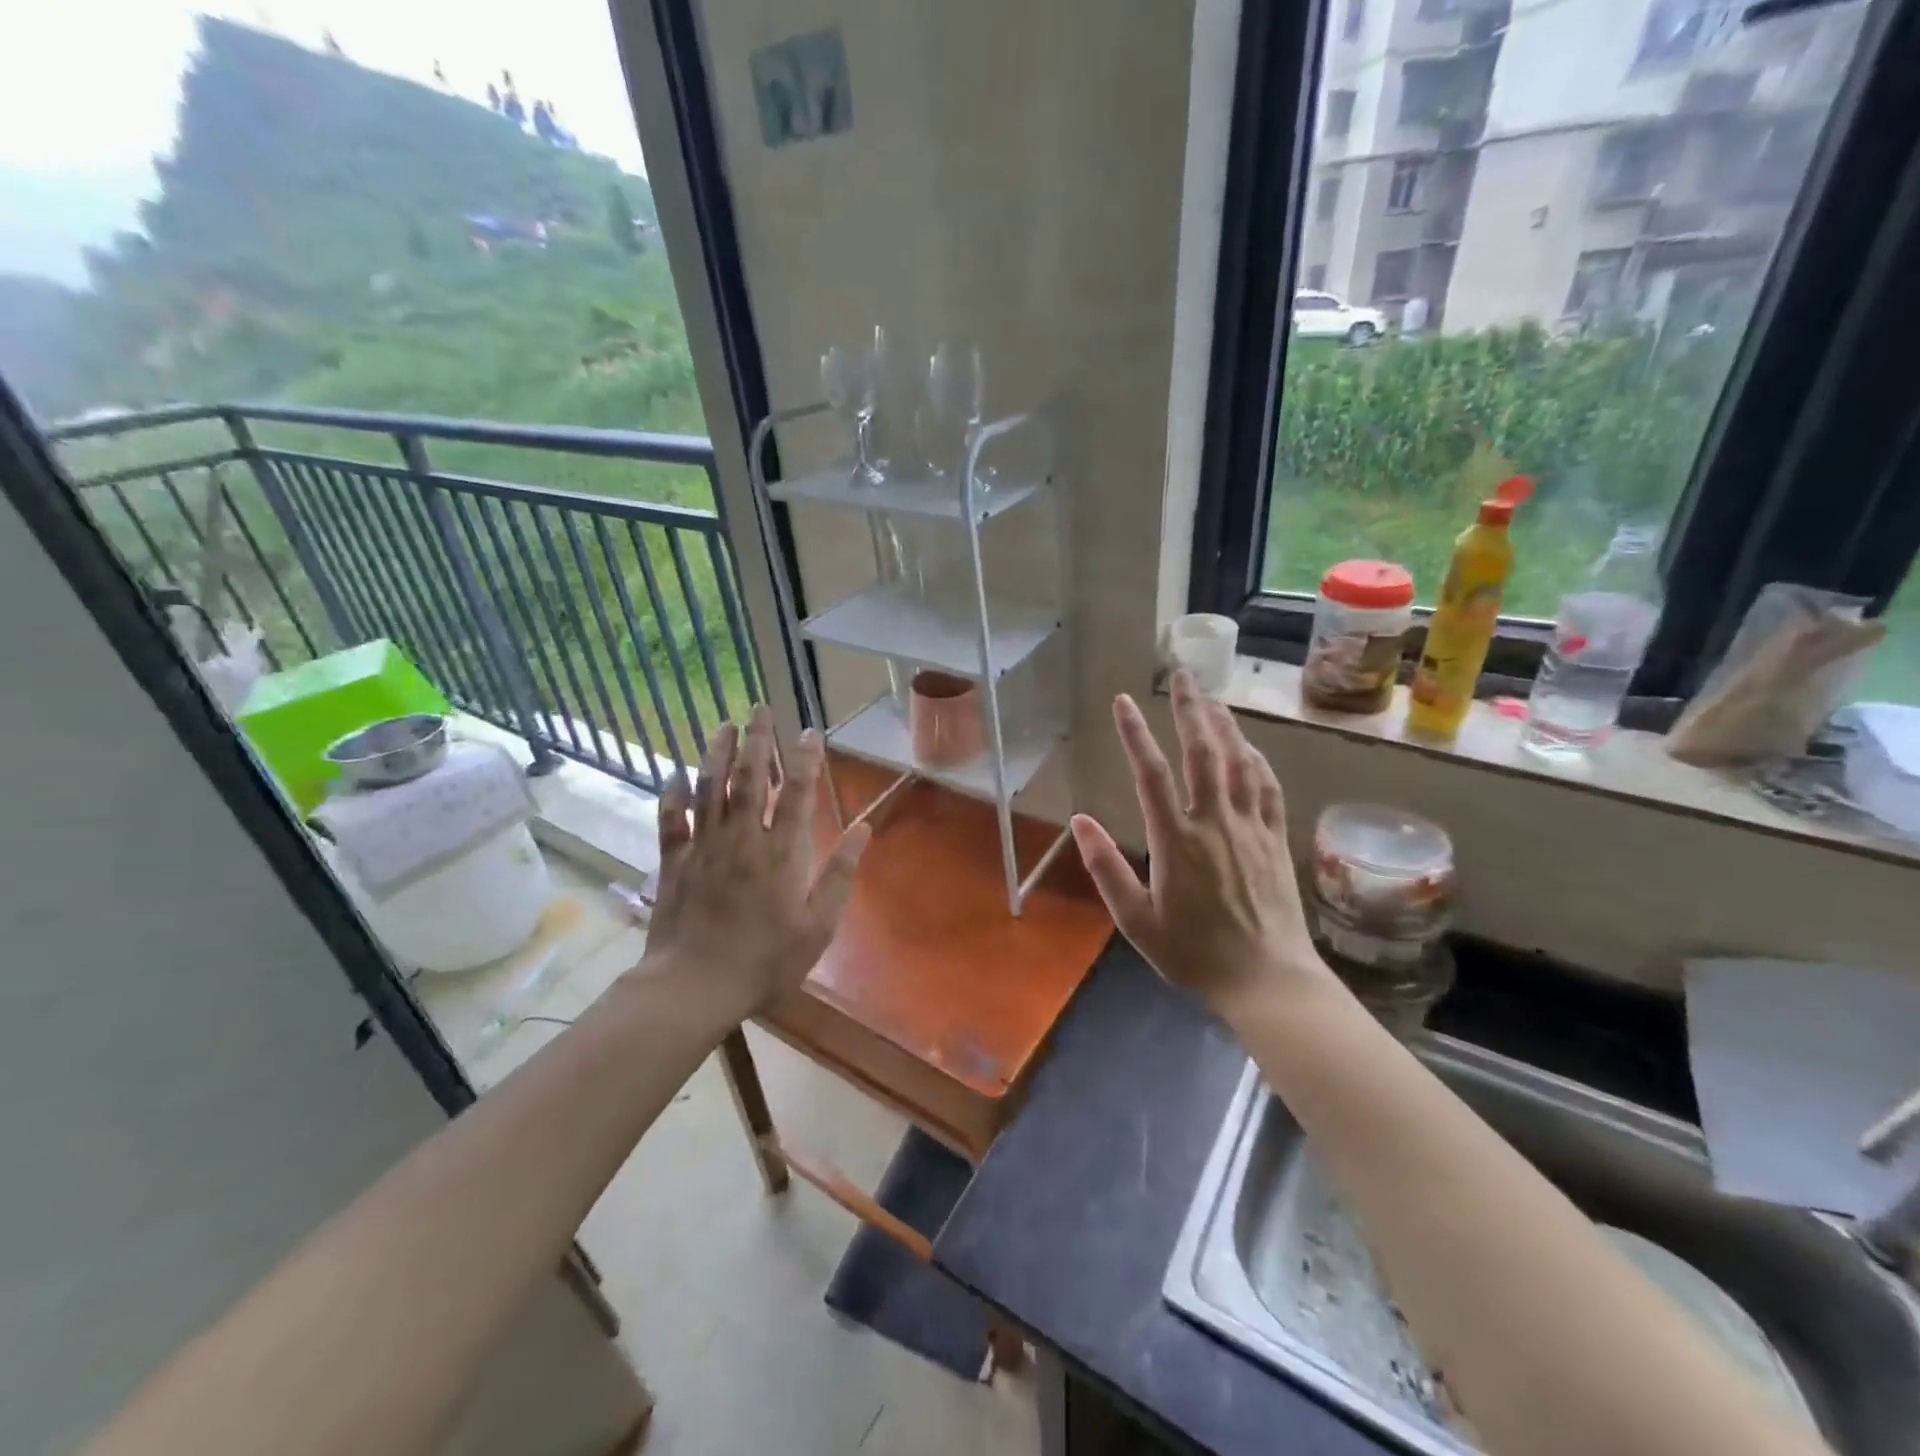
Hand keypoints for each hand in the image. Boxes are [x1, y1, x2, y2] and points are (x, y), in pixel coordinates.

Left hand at [641, 706, 870, 1017]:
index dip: (805, 759)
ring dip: (718, 754)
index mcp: (781, 853)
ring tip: (725, 725)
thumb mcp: (818, 926)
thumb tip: (863, 829)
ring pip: (710, 789)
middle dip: (759, 741)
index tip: (809, 731)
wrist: (695, 986)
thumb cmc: (765, 961)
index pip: (798, 794)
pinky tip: (673, 775)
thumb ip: (840, 875)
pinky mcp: (674, 863)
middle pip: (751, 779)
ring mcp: (704, 848)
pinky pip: (671, 821)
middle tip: (761, 708)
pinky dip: (671, 796)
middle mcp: (742, 839)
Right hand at [1069, 670, 1326, 1018]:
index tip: (1123, 701)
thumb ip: (1106, 868)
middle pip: (1202, 752)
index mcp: (1176, 840)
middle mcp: (1214, 821)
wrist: (1266, 979)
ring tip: (1210, 697)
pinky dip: (1256, 758)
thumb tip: (1078, 822)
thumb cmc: (1193, 953)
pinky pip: (1268, 786)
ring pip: (1238, 761)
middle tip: (1181, 674)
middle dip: (1189, 709)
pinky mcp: (1275, 838)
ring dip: (1223, 724)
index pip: (1151, 773)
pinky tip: (1248, 745)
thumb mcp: (1136, 921)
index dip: (1135, 734)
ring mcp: (1250, 827)